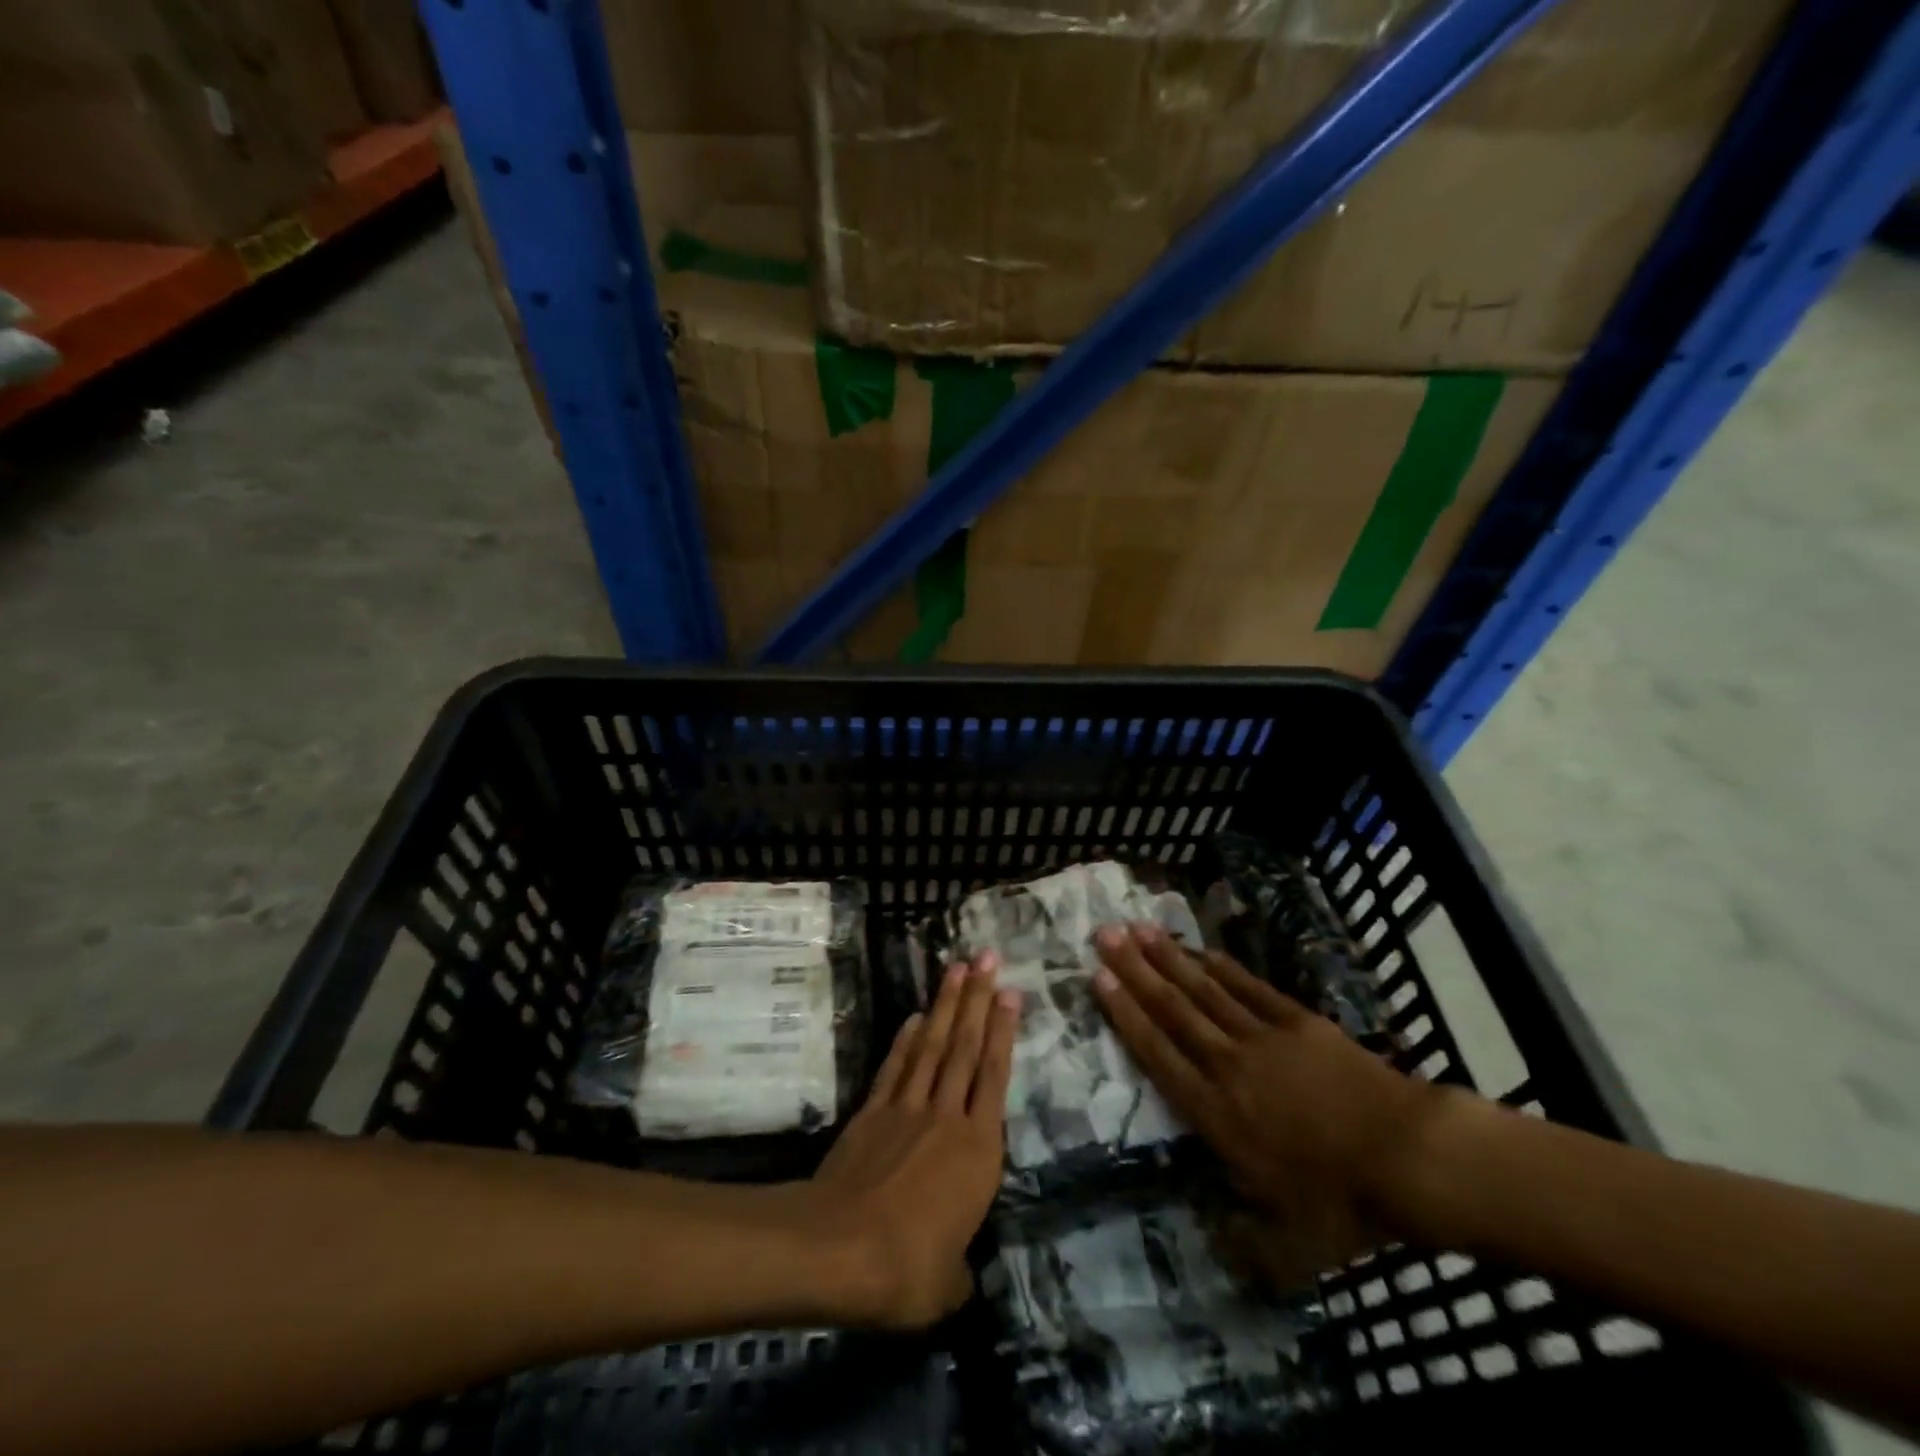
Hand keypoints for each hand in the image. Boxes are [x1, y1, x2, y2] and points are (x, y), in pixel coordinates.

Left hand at [805, 954, 1019, 1327]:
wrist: (840, 1248)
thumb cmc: (909, 1268)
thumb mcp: (948, 1285)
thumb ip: (960, 1270)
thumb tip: (960, 1274)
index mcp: (978, 1151)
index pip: (995, 1077)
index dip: (1003, 1032)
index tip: (1010, 994)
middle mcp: (947, 1117)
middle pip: (965, 1047)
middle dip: (978, 999)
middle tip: (986, 958)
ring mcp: (907, 1109)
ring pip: (933, 1046)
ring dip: (946, 1006)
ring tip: (956, 968)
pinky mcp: (873, 1113)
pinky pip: (895, 1068)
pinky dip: (906, 1040)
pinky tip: (915, 1017)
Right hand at [1092, 923, 1452, 1285]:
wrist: (1410, 1156)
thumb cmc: (1345, 1202)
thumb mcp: (1292, 1246)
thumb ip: (1245, 1245)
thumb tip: (1213, 1243)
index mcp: (1217, 1114)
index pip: (1158, 1055)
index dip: (1125, 1015)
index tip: (1099, 979)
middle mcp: (1229, 1065)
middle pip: (1173, 1009)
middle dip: (1136, 970)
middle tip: (1105, 934)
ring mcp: (1263, 1037)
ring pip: (1204, 990)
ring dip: (1169, 958)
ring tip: (1139, 929)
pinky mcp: (1297, 1021)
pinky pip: (1248, 988)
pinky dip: (1221, 967)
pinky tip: (1200, 949)